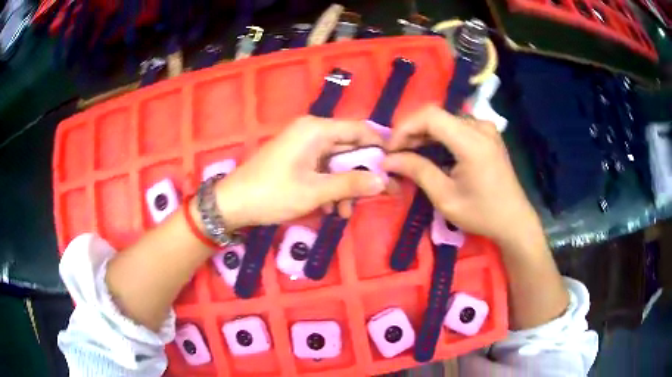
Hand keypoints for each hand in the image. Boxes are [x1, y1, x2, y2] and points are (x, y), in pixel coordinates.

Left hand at [214, 116, 386, 229]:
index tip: (394, 168)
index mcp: (317, 129)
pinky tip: (330, 208)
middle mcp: (312, 131)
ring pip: (336, 162)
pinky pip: (321, 168)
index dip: (379, 148)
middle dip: (362, 173)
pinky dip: (329, 186)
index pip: (360, 130)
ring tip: (346, 211)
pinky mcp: (296, 159)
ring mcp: (302, 145)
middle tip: (379, 195)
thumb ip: (351, 184)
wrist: (233, 204)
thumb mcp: (316, 191)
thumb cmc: (273, 193)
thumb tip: (384, 181)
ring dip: (345, 185)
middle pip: (349, 147)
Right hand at [382, 105, 542, 248]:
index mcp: (472, 142)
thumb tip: (388, 159)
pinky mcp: (488, 134)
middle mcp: (480, 127)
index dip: (405, 127)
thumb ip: (417, 171)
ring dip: (424, 134)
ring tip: (410, 154)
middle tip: (396, 154)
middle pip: (437, 116)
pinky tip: (432, 152)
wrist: (514, 220)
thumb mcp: (446, 198)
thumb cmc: (482, 214)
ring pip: (445, 120)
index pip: (430, 116)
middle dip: (412, 132)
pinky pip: (457, 126)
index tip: (391, 149)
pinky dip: (439, 136)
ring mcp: (486, 129)